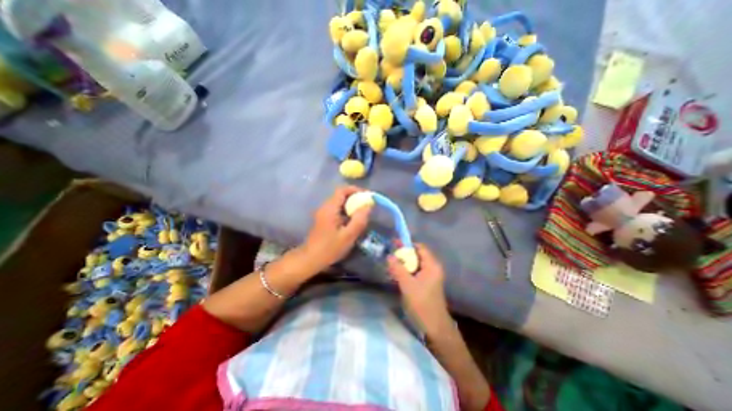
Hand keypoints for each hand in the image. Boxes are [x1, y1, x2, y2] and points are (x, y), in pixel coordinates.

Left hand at [301, 188, 372, 273]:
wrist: (310, 259)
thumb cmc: (329, 248)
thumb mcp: (348, 236)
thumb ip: (359, 220)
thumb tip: (368, 206)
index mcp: (330, 208)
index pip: (342, 190)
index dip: (355, 190)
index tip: (367, 196)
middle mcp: (325, 207)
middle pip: (341, 195)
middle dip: (355, 198)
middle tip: (367, 206)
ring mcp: (323, 213)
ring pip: (339, 203)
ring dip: (351, 205)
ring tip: (362, 214)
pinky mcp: (323, 219)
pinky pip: (337, 210)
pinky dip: (346, 212)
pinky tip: (352, 221)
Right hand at [386, 244, 448, 333]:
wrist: (434, 326)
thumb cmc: (422, 303)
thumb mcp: (407, 284)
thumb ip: (398, 269)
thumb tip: (389, 256)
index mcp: (431, 265)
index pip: (419, 247)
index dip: (407, 245)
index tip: (394, 245)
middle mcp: (432, 267)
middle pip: (417, 255)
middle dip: (403, 254)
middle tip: (390, 256)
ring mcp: (430, 276)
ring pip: (415, 264)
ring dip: (404, 263)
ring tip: (391, 265)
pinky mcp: (426, 283)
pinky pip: (415, 272)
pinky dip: (406, 271)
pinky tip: (397, 275)